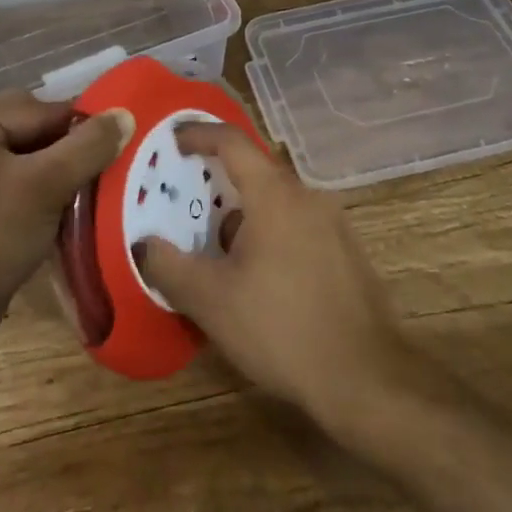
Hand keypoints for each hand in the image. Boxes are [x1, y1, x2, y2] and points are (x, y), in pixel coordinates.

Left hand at [0, 93, 130, 336]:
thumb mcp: (48, 186)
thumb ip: (89, 146)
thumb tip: (125, 114)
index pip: (40, 110)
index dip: (80, 131)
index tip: (113, 152)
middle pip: (29, 128)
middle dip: (64, 150)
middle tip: (93, 177)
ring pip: (20, 152)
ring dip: (51, 169)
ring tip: (75, 193)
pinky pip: (6, 173)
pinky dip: (31, 185)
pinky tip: (49, 207)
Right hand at [135, 124, 412, 426]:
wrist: (367, 378)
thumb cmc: (282, 328)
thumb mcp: (212, 301)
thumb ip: (170, 267)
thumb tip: (144, 245)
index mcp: (274, 194)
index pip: (231, 142)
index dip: (198, 134)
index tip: (173, 140)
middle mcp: (308, 196)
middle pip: (255, 172)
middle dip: (217, 184)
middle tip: (186, 205)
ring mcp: (333, 223)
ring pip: (277, 203)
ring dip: (243, 216)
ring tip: (217, 252)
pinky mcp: (347, 252)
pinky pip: (298, 226)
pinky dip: (270, 235)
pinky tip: (259, 279)